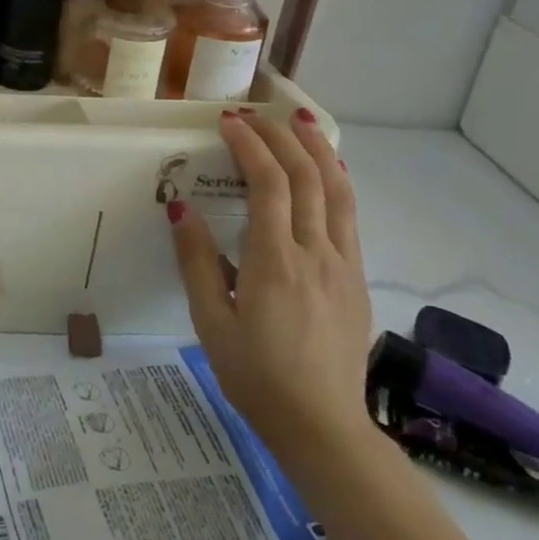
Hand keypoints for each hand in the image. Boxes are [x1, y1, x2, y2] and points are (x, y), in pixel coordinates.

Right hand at [169, 108, 374, 467]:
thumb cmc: (255, 376)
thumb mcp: (211, 321)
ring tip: (302, 122)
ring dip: (320, 151)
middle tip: (257, 113)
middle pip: (309, 178)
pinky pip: (349, 218)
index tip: (229, 122)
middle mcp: (317, 254)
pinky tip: (326, 174)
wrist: (323, 427)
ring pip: (339, 192)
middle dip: (283, 137)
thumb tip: (181, 208)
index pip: (269, 185)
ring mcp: (345, 266)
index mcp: (276, 262)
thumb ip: (197, 261)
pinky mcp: (357, 280)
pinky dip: (336, 183)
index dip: (251, 146)